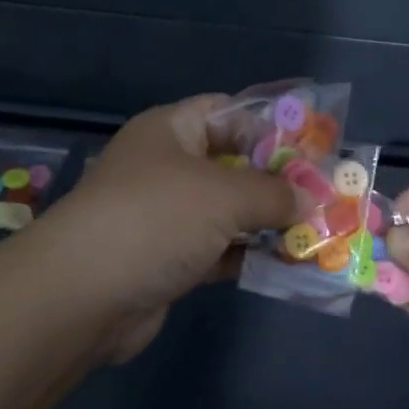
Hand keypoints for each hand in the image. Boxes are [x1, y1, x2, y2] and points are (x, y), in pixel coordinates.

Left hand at [41, 95, 306, 362]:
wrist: (83, 297)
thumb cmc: (156, 219)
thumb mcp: (224, 195)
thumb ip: (273, 193)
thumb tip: (309, 200)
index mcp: (170, 130)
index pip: (228, 112)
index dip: (271, 126)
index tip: (314, 146)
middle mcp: (166, 167)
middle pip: (232, 163)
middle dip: (277, 180)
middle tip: (324, 193)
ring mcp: (165, 215)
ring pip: (228, 211)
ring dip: (268, 222)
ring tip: (319, 230)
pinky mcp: (167, 259)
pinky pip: (219, 249)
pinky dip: (249, 255)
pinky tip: (288, 264)